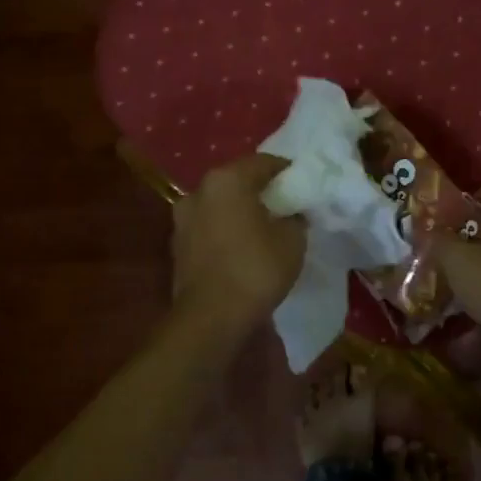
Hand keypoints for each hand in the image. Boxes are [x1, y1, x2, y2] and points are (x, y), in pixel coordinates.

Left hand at [171, 154, 306, 335]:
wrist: (211, 317)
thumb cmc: (256, 269)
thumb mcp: (293, 240)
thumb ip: (294, 218)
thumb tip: (291, 214)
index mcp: (227, 180)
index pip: (264, 162)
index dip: (286, 171)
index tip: (302, 184)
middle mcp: (199, 191)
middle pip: (237, 181)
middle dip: (260, 190)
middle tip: (284, 205)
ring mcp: (183, 218)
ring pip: (219, 205)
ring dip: (239, 211)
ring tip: (262, 228)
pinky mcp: (177, 245)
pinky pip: (209, 228)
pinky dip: (225, 231)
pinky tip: (241, 248)